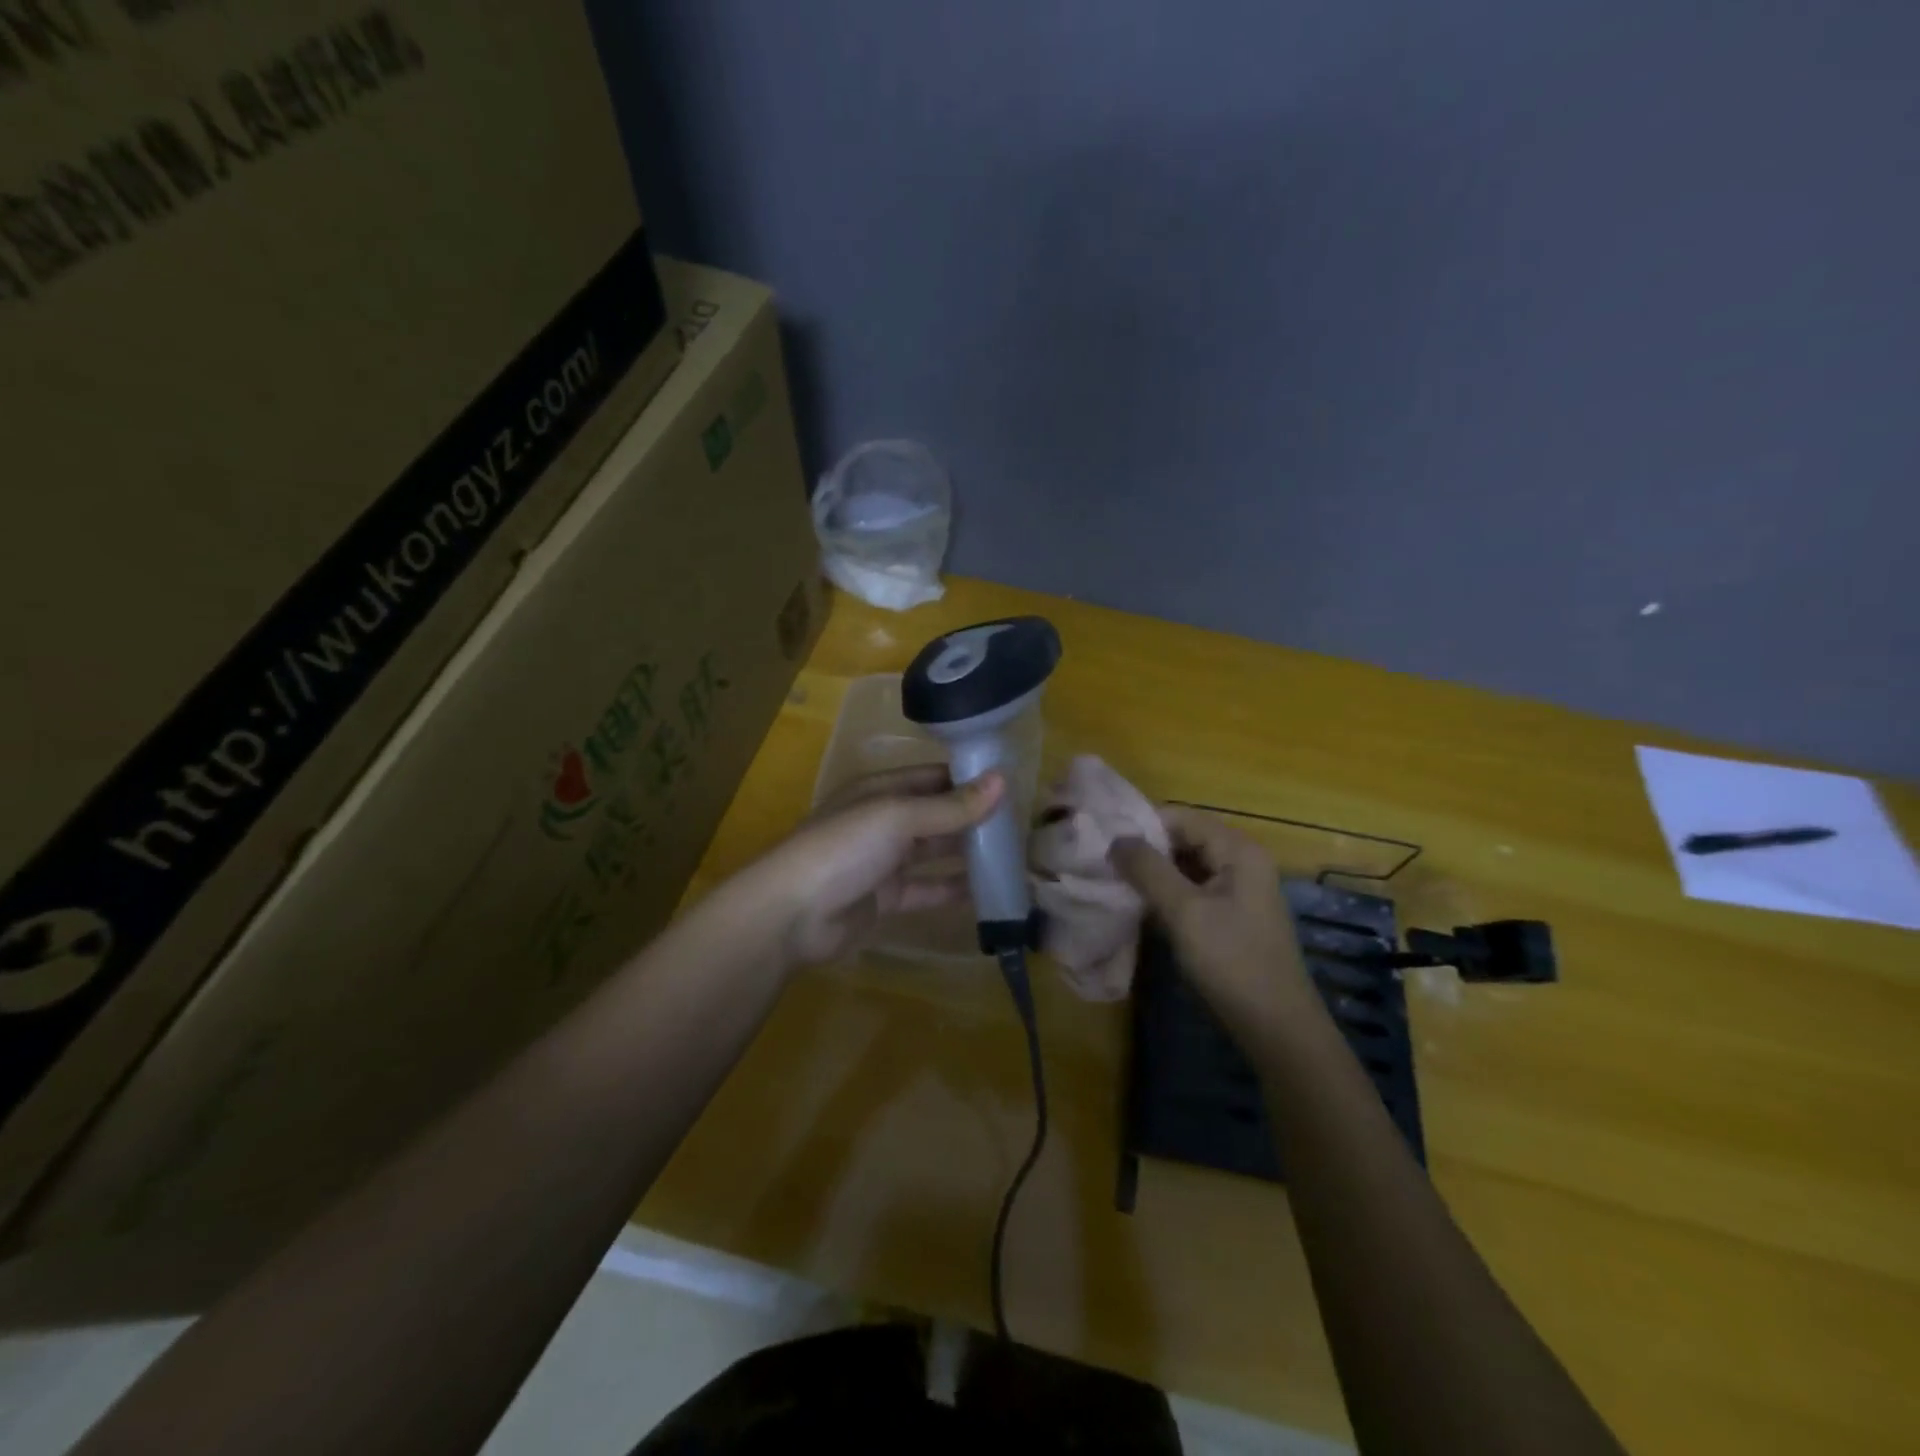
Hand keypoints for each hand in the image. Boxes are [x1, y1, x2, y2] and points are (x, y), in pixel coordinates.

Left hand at [751, 764, 1004, 964]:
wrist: (790, 914)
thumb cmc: (843, 849)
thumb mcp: (898, 819)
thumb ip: (950, 806)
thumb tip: (1002, 781)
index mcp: (880, 791)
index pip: (931, 777)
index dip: (967, 779)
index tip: (1011, 785)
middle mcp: (882, 821)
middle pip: (935, 814)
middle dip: (972, 817)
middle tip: (1021, 823)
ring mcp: (883, 862)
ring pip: (934, 852)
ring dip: (967, 852)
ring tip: (1013, 854)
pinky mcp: (885, 899)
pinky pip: (927, 889)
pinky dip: (954, 890)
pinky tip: (989, 892)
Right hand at [1110, 806, 1310, 1021]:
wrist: (1276, 1027)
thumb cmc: (1231, 961)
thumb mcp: (1184, 911)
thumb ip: (1148, 870)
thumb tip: (1116, 839)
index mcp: (1238, 850)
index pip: (1180, 817)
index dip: (1141, 825)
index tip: (1102, 841)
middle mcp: (1241, 860)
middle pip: (1184, 838)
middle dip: (1145, 849)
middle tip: (1103, 863)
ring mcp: (1238, 889)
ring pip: (1185, 866)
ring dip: (1153, 873)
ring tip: (1114, 882)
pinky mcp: (1231, 915)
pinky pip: (1192, 889)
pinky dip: (1166, 893)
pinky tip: (1140, 906)